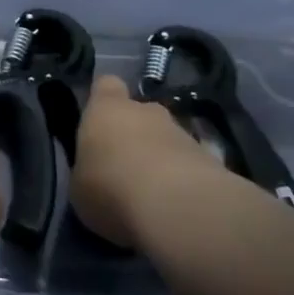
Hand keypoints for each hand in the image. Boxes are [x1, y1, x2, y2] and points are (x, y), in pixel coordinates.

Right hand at [68, 74, 222, 247]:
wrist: (179, 209)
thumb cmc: (112, 188)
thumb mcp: (80, 187)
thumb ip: (88, 172)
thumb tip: (95, 174)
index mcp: (106, 109)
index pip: (106, 85)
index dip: (103, 99)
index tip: (99, 120)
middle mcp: (146, 112)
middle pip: (141, 112)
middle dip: (136, 134)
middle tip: (126, 166)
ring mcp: (183, 134)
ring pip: (168, 140)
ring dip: (162, 159)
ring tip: (154, 194)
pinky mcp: (213, 161)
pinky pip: (192, 166)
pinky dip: (185, 181)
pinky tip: (178, 207)